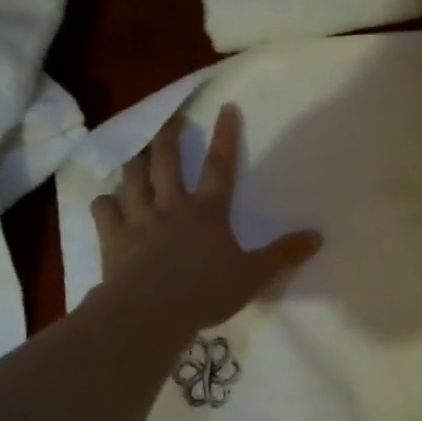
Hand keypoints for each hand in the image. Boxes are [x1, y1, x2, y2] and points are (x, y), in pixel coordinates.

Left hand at [91, 104, 322, 334]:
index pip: (220, 166)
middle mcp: (171, 206)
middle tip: (172, 117)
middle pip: (167, 160)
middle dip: (170, 135)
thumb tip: (318, 236)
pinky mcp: (114, 237)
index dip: (225, 136)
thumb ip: (284, 255)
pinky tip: (107, 202)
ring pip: (133, 178)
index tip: (226, 108)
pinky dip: (105, 202)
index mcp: (208, 212)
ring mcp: (139, 219)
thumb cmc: (206, 293)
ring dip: (135, 161)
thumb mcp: (254, 276)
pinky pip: (104, 209)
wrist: (151, 312)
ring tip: (137, 152)